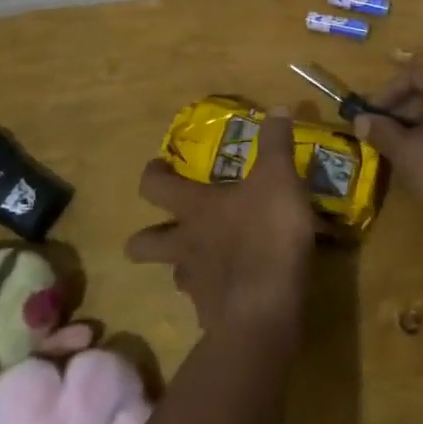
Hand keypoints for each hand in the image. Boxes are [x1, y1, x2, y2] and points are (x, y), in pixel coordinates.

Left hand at [128, 107, 314, 333]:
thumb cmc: (266, 234)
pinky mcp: (212, 315)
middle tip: (166, 227)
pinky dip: (216, 295)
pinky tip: (237, 289)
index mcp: (195, 208)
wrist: (264, 310)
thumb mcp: (279, 178)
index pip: (154, 187)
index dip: (152, 175)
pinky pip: (206, 303)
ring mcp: (195, 284)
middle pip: (143, 243)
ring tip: (205, 260)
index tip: (158, 168)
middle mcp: (185, 244)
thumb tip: (278, 108)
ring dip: (184, 265)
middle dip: (146, 237)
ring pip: (174, 274)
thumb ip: (276, 144)